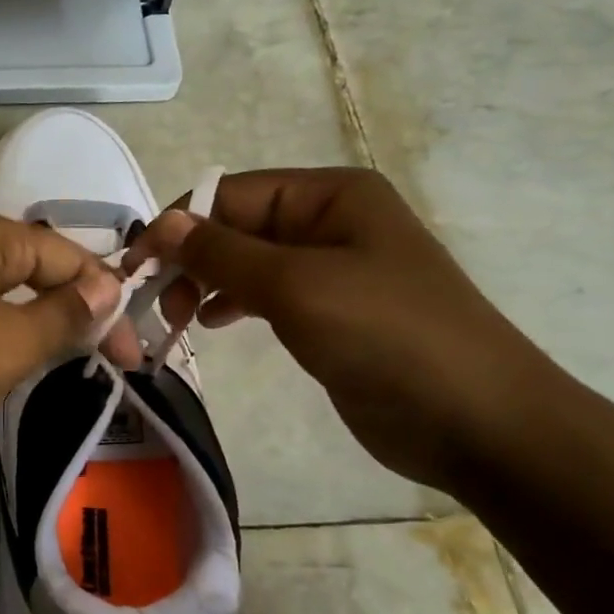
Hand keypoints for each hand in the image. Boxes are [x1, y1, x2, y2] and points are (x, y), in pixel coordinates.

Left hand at [0, 208, 141, 446]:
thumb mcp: (9, 343)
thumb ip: (65, 315)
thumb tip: (109, 288)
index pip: (71, 259)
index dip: (109, 306)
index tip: (133, 359)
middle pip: (35, 274)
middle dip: (72, 317)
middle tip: (103, 365)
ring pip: (0, 298)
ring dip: (32, 331)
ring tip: (61, 369)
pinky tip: (2, 370)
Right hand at [124, 168, 560, 491]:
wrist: (477, 421)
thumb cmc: (387, 336)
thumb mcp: (296, 285)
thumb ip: (222, 252)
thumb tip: (160, 224)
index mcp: (331, 195)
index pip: (230, 193)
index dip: (179, 225)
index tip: (136, 268)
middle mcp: (329, 221)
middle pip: (235, 226)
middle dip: (192, 259)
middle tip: (161, 305)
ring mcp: (331, 268)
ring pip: (245, 262)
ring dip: (205, 283)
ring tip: (180, 318)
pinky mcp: (328, 311)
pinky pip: (263, 293)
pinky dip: (231, 304)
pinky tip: (212, 324)